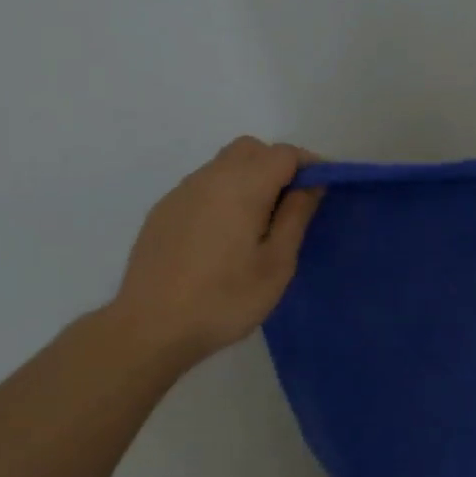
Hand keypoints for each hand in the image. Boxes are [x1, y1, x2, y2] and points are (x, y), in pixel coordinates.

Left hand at [108, 136, 322, 366]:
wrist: (152, 326)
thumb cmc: (226, 299)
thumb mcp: (276, 263)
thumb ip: (295, 216)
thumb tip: (312, 184)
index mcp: (241, 187)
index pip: (283, 153)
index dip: (308, 165)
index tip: (323, 192)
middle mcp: (209, 178)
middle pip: (251, 150)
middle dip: (278, 166)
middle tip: (293, 207)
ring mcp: (181, 192)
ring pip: (224, 165)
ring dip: (250, 179)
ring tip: (260, 225)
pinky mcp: (164, 211)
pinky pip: (204, 186)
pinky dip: (226, 194)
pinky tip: (226, 236)